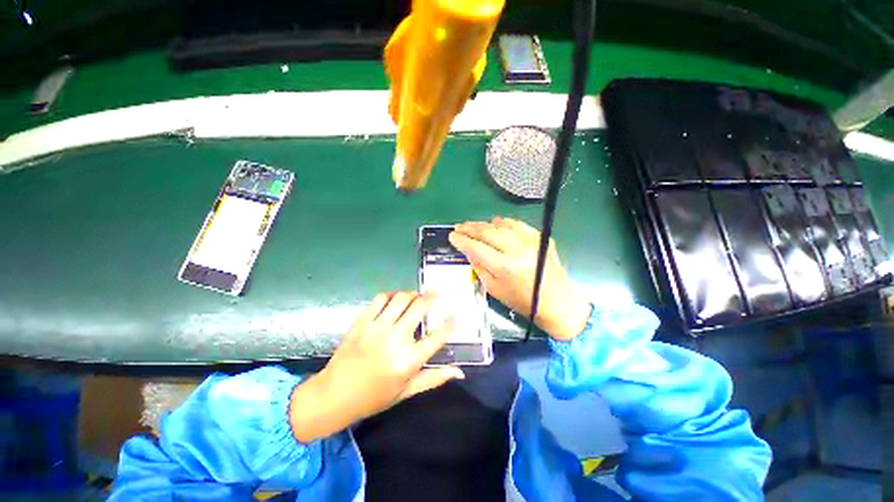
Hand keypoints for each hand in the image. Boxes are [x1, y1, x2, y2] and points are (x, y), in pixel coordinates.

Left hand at [290, 292, 463, 442]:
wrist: (333, 396)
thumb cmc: (374, 397)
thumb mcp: (406, 392)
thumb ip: (434, 378)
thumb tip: (459, 372)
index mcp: (409, 361)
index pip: (437, 336)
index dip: (450, 323)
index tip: (455, 315)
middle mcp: (395, 340)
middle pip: (420, 308)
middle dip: (432, 297)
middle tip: (437, 291)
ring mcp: (377, 328)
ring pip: (401, 299)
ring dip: (412, 293)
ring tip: (417, 295)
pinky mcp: (362, 321)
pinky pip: (381, 299)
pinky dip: (392, 294)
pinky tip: (395, 298)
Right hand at [449, 216, 590, 340]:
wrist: (557, 301)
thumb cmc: (522, 301)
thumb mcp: (495, 289)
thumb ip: (479, 267)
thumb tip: (469, 250)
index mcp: (505, 266)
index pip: (477, 248)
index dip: (462, 241)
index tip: (452, 236)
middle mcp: (517, 249)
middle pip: (488, 232)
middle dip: (470, 228)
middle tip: (459, 227)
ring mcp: (530, 241)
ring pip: (501, 225)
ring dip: (484, 224)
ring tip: (472, 225)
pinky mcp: (538, 237)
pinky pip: (517, 224)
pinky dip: (503, 223)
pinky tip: (495, 223)